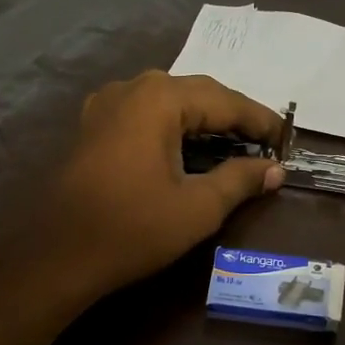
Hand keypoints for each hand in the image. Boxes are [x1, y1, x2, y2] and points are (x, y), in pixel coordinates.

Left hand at [37, 71, 283, 299]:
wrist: (58, 256)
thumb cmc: (133, 229)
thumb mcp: (198, 208)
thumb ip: (240, 180)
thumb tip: (275, 170)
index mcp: (159, 99)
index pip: (224, 100)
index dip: (259, 119)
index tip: (286, 138)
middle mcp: (132, 88)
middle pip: (196, 93)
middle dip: (232, 116)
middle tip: (264, 141)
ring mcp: (106, 104)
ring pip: (169, 101)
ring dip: (203, 119)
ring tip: (232, 142)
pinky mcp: (93, 125)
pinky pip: (144, 112)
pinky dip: (172, 125)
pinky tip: (185, 145)